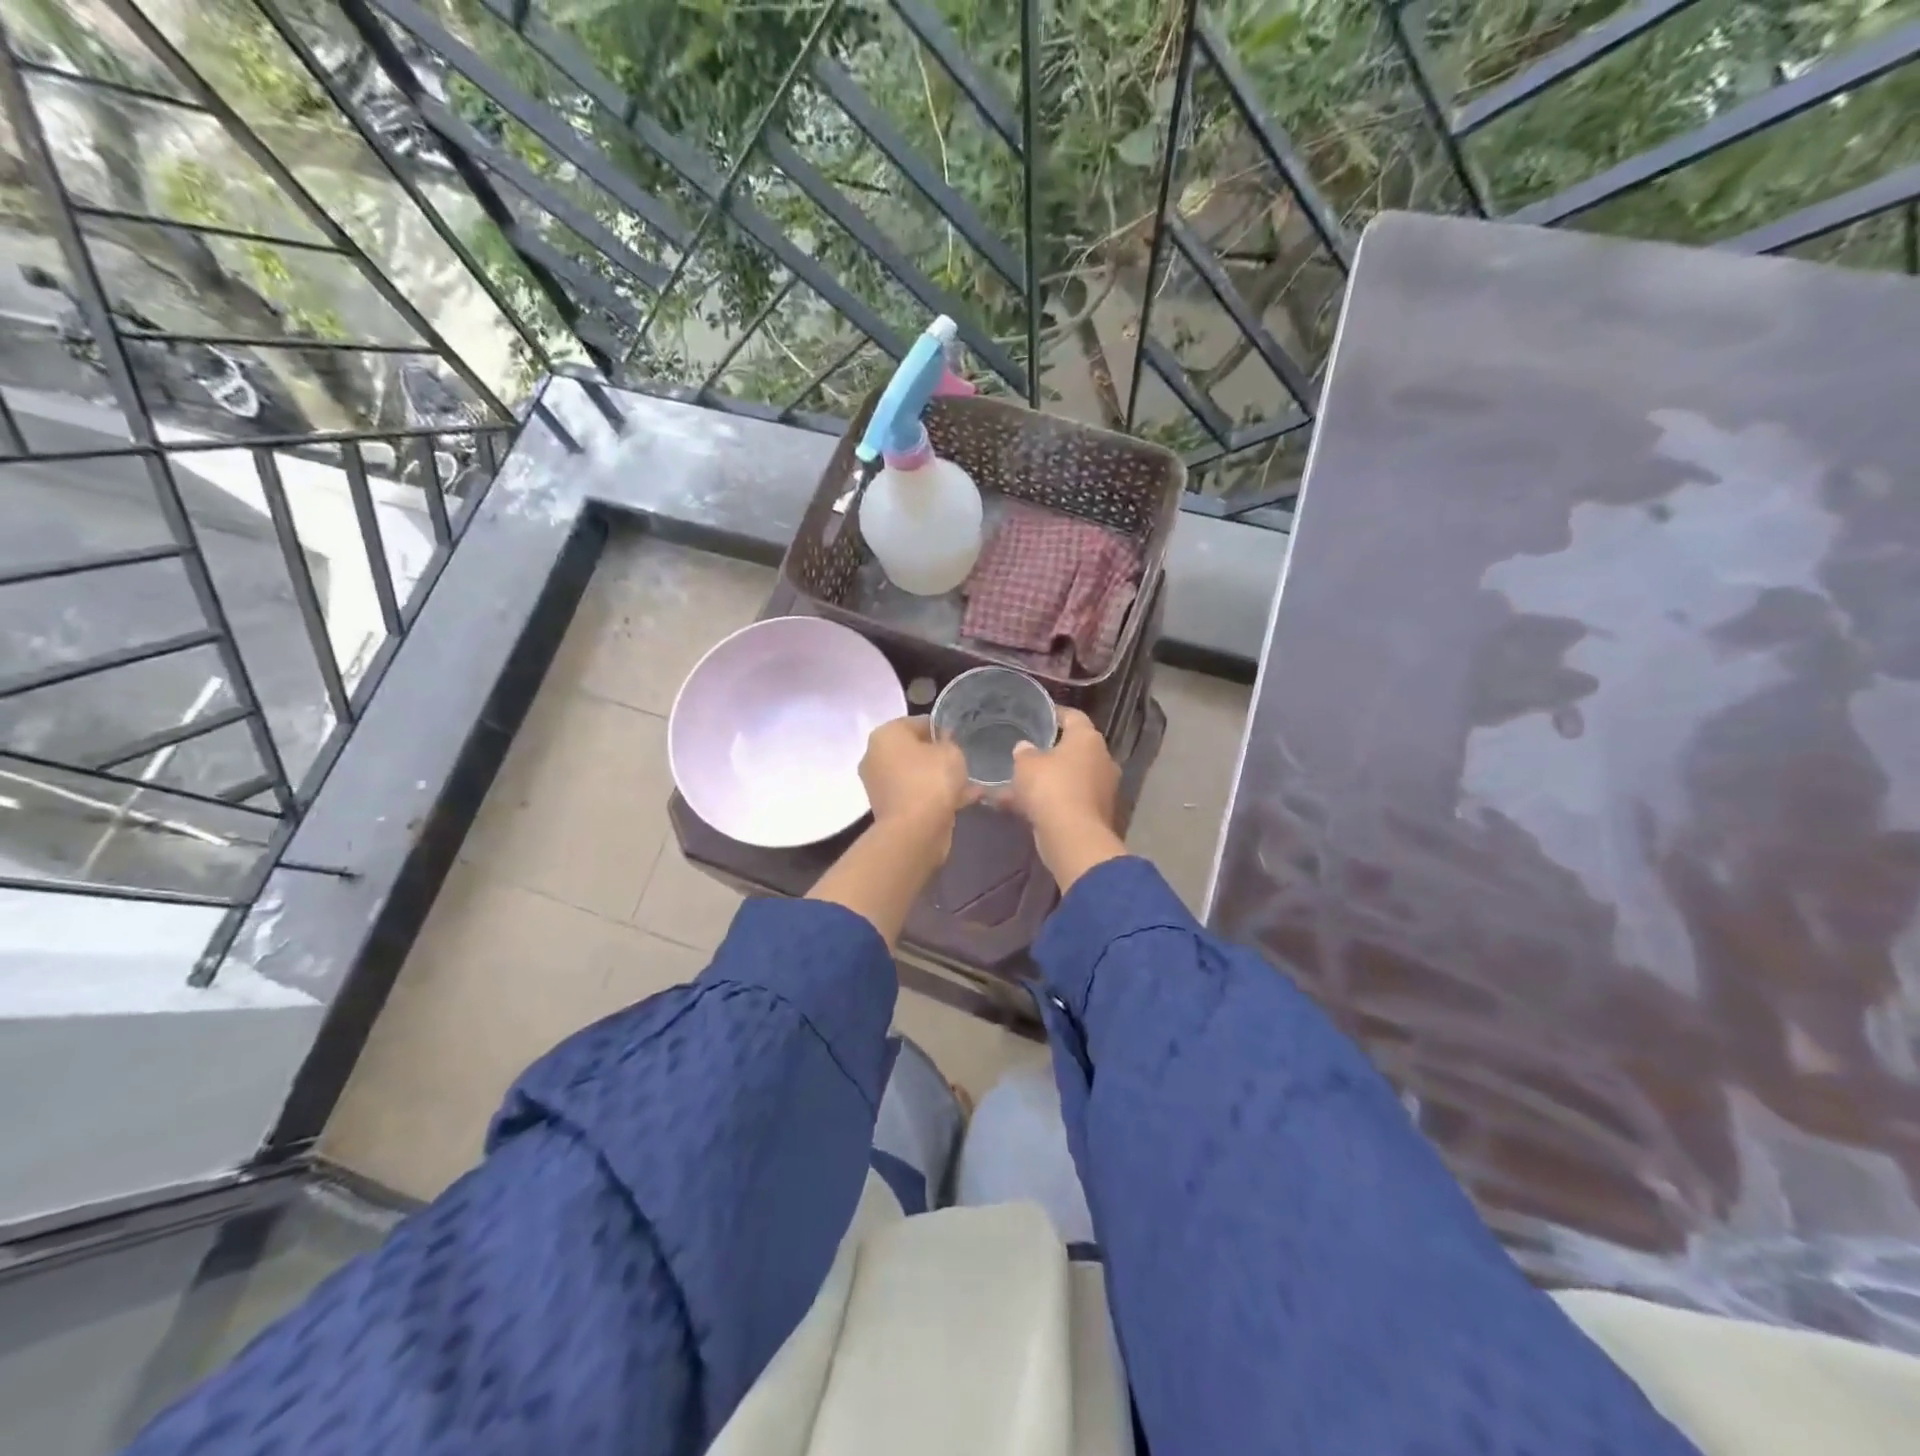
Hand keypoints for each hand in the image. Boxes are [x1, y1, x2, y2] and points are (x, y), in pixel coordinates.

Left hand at [860, 715, 974, 850]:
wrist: (914, 832)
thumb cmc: (931, 780)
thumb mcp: (951, 752)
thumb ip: (949, 742)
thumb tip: (943, 744)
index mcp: (885, 735)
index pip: (919, 722)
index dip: (942, 729)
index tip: (960, 740)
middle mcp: (875, 756)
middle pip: (914, 750)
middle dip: (938, 756)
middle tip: (963, 762)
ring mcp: (879, 785)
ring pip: (916, 775)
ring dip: (939, 778)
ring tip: (968, 784)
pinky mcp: (889, 809)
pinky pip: (916, 795)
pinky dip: (935, 797)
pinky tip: (962, 801)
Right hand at [999, 708, 1125, 889]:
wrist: (1073, 837)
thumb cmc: (1051, 788)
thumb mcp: (1026, 764)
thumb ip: (1024, 752)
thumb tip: (1025, 747)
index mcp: (1088, 739)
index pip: (1073, 716)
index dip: (1055, 713)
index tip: (1039, 715)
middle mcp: (1101, 759)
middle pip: (1073, 749)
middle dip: (1050, 751)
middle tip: (1026, 751)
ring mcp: (1101, 788)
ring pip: (1068, 777)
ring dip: (1046, 780)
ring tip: (1017, 783)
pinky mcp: (1095, 813)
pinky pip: (1067, 800)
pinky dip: (1048, 801)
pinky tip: (1021, 807)